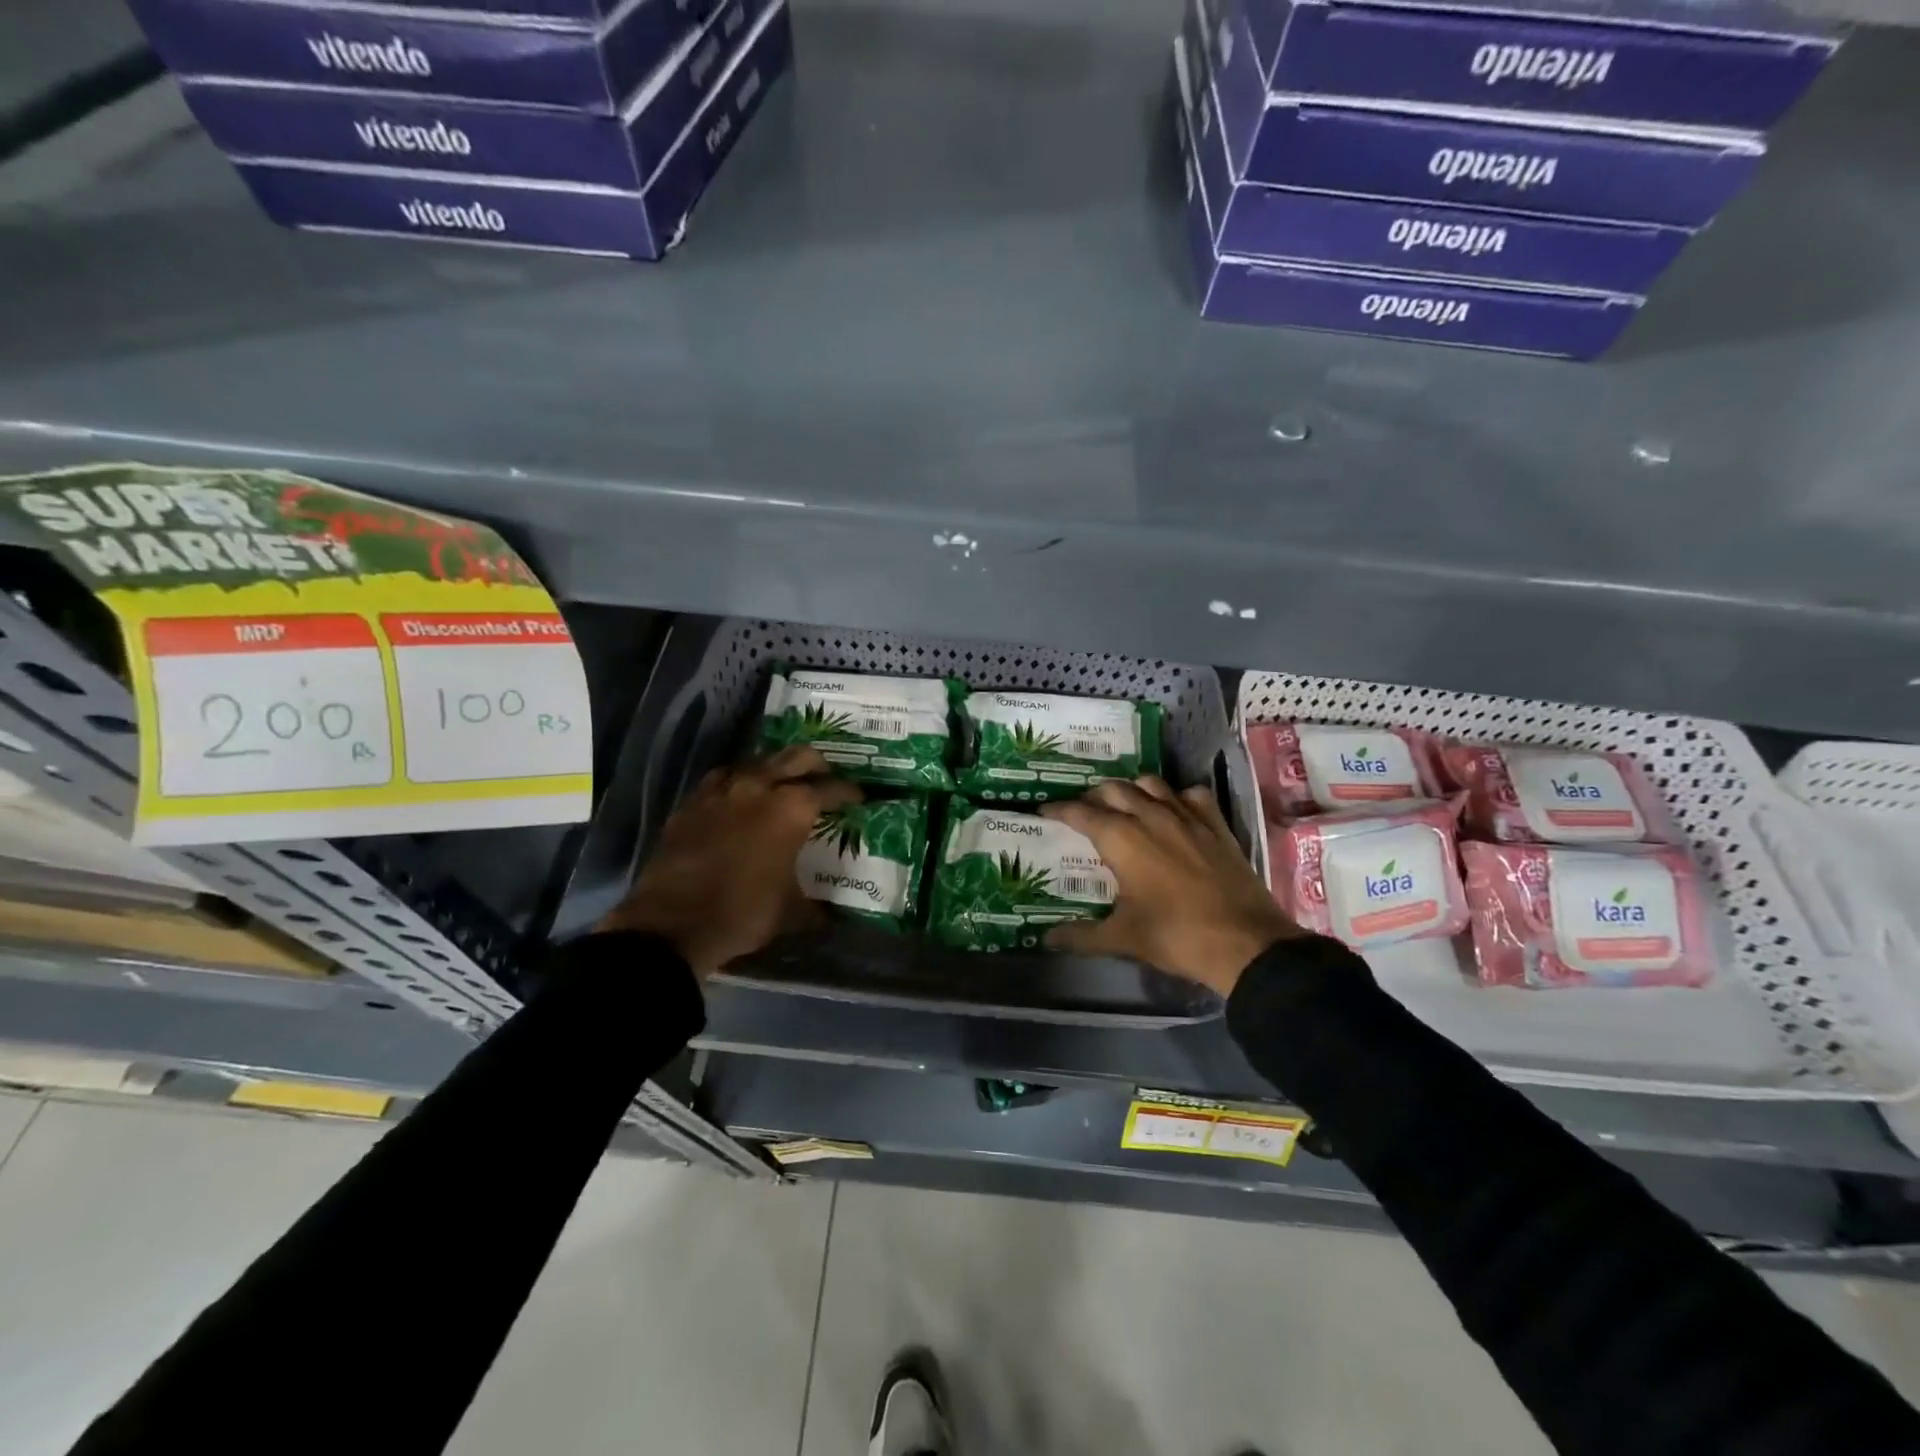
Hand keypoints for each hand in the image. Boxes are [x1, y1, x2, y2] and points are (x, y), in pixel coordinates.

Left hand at [599, 746, 858, 976]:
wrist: (671, 925)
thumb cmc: (742, 913)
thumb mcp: (791, 912)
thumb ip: (818, 905)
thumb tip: (835, 914)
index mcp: (791, 809)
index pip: (830, 789)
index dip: (849, 792)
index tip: (858, 798)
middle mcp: (759, 787)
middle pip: (796, 757)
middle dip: (817, 765)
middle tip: (825, 779)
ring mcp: (721, 790)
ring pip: (757, 762)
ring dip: (775, 770)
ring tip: (783, 786)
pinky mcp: (693, 802)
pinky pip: (723, 779)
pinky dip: (739, 783)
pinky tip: (740, 798)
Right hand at [1041, 776, 1301, 996]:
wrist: (1245, 943)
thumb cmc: (1176, 936)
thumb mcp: (1123, 938)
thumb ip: (1081, 935)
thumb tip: (1046, 939)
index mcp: (1122, 838)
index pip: (1080, 813)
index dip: (1058, 810)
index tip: (1044, 812)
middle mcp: (1150, 816)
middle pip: (1114, 789)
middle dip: (1093, 796)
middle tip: (1083, 812)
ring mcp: (1187, 816)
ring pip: (1151, 784)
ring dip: (1132, 790)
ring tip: (1124, 806)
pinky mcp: (1216, 825)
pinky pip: (1191, 795)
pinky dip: (1176, 797)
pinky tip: (1173, 812)